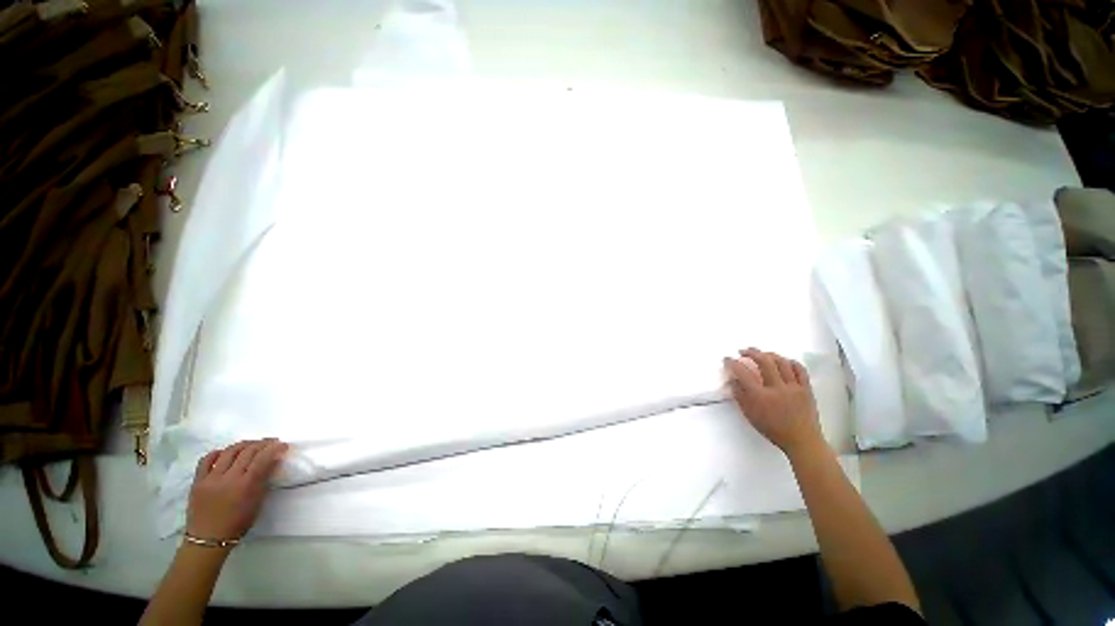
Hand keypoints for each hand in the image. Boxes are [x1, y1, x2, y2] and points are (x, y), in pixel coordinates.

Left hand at [186, 439, 287, 541]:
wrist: (208, 539)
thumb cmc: (238, 523)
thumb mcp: (257, 503)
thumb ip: (264, 480)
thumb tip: (274, 461)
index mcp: (246, 485)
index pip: (263, 458)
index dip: (274, 448)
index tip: (283, 445)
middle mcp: (229, 478)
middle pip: (247, 452)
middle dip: (262, 444)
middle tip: (270, 442)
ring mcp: (211, 478)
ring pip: (229, 452)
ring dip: (243, 445)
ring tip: (251, 444)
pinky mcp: (198, 481)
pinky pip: (206, 460)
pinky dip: (218, 453)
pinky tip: (225, 452)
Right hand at [723, 348, 825, 457]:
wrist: (802, 440)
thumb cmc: (772, 429)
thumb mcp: (750, 414)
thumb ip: (739, 395)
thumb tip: (733, 379)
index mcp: (760, 396)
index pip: (743, 373)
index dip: (732, 363)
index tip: (727, 359)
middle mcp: (777, 388)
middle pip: (764, 361)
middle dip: (751, 352)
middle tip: (743, 351)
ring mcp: (793, 387)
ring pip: (782, 362)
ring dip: (769, 354)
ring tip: (762, 354)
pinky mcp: (806, 388)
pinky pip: (799, 369)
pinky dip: (790, 361)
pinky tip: (783, 361)